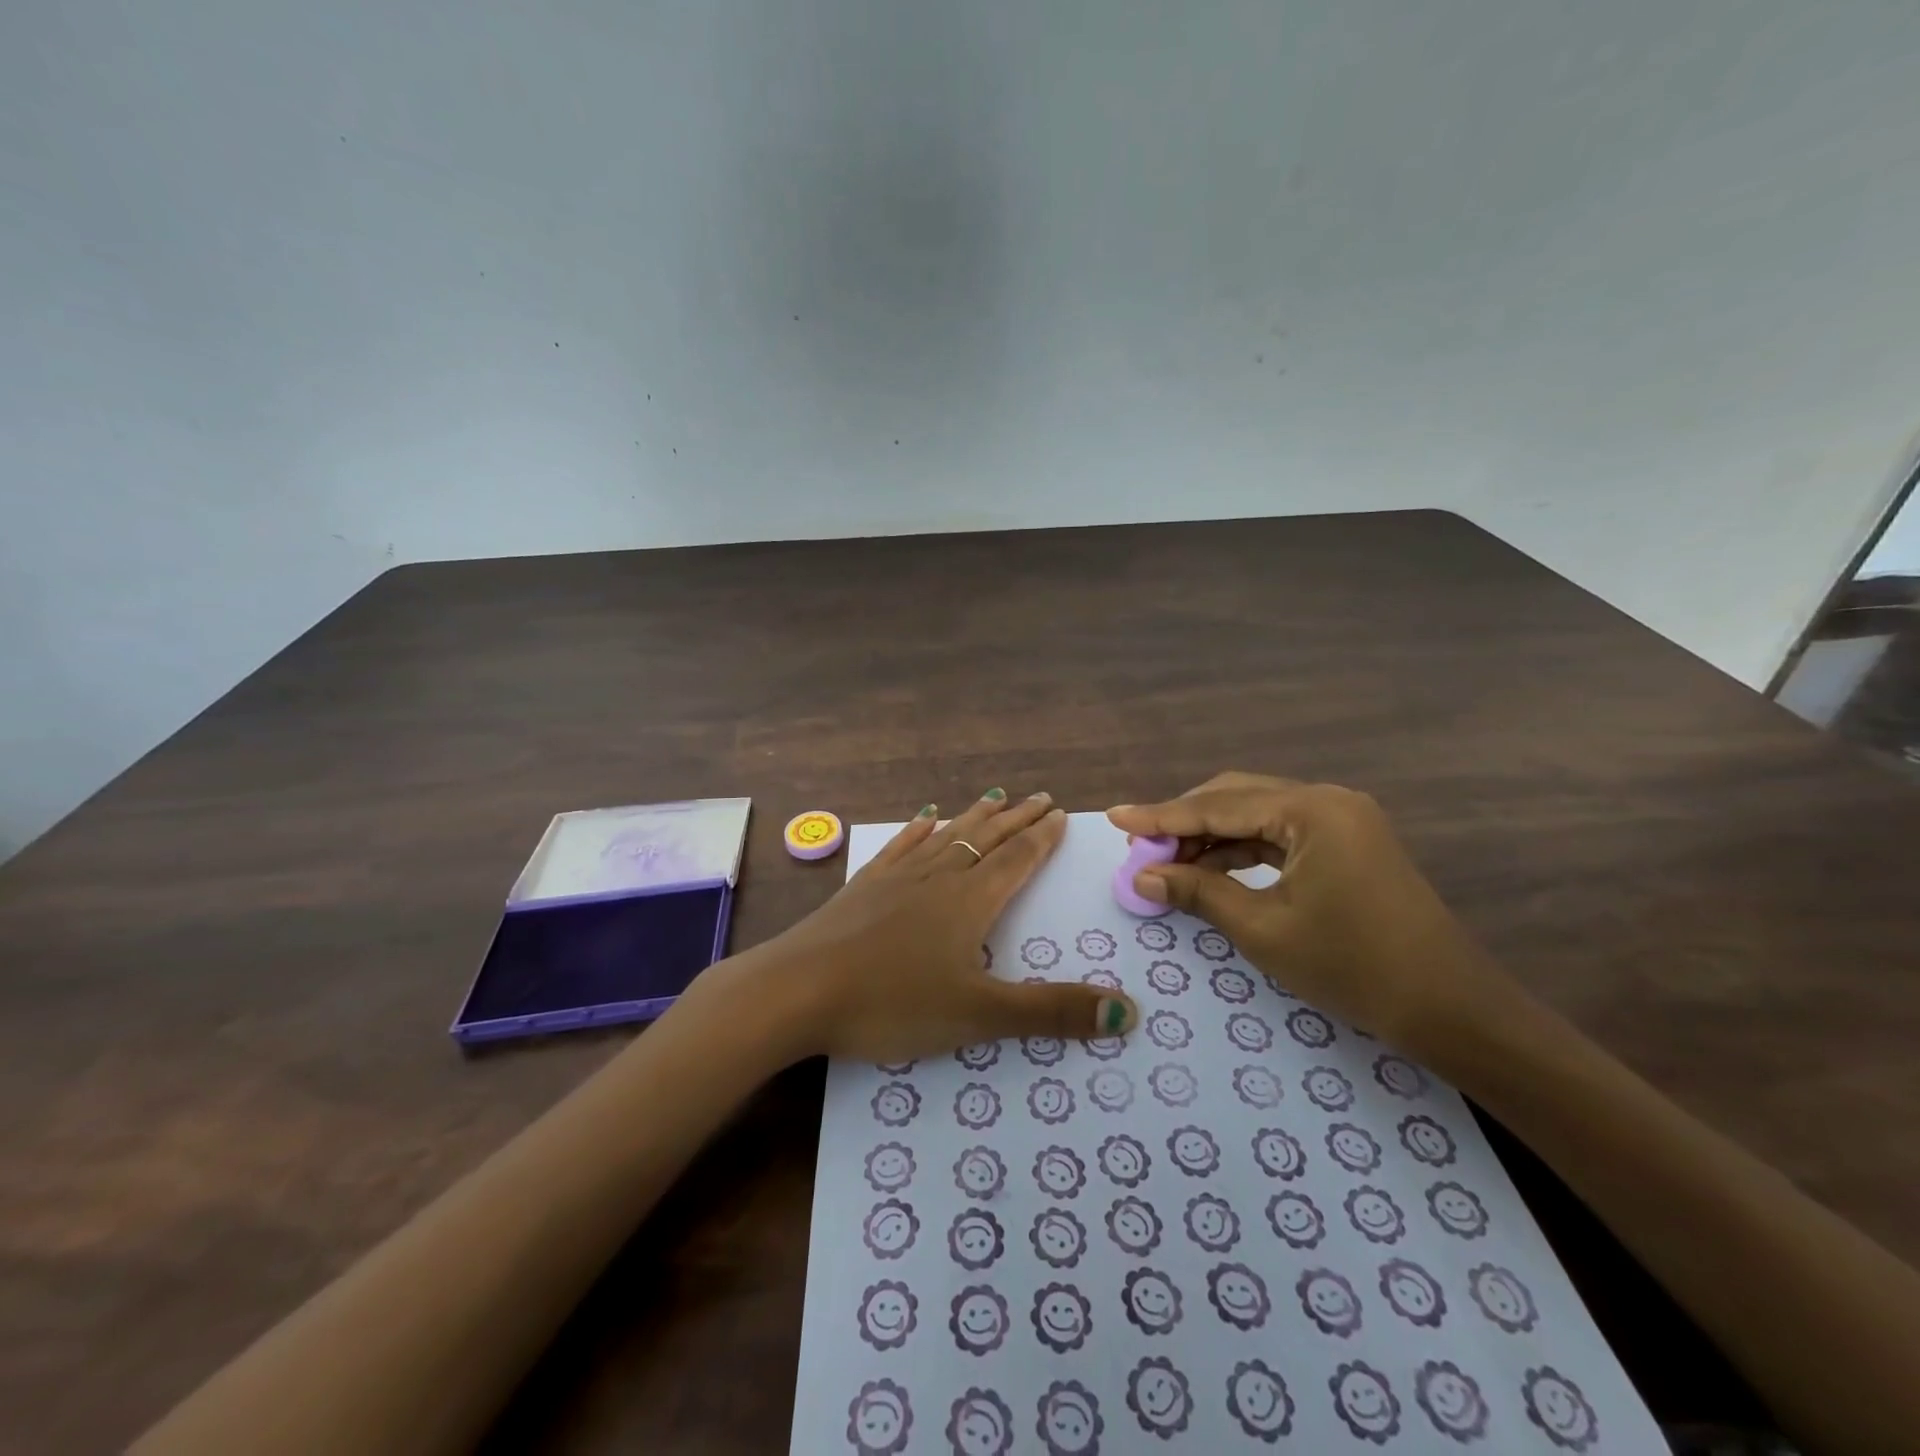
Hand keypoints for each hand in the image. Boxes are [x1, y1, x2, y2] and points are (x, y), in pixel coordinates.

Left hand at [759, 790, 1138, 1063]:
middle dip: (1017, 819)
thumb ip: (1051, 1012)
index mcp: (970, 902)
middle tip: (1040, 797)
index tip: (1061, 813)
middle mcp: (938, 877)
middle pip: (986, 839)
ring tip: (993, 796)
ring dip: (974, 817)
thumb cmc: (892, 1003)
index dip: (1042, 838)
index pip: (1017, 860)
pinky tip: (924, 819)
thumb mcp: (979, 1015)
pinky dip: (918, 830)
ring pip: (947, 837)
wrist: (796, 990)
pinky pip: (900, 848)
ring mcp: (896, 878)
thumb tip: (1129, 1011)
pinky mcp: (862, 887)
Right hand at [1108, 772, 1512, 1049]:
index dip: (1161, 816)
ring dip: (1210, 835)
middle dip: (1185, 821)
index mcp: (1311, 810)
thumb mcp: (1263, 929)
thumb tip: (1142, 876)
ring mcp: (1341, 820)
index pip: (1217, 806)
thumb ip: (1197, 892)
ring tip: (1167, 862)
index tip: (1114, 817)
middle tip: (1141, 849)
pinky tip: (1211, 867)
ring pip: (1256, 813)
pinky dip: (1240, 848)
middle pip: (1236, 797)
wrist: (1450, 1009)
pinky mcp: (1346, 842)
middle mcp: (1326, 800)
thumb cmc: (1353, 967)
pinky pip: (1278, 833)